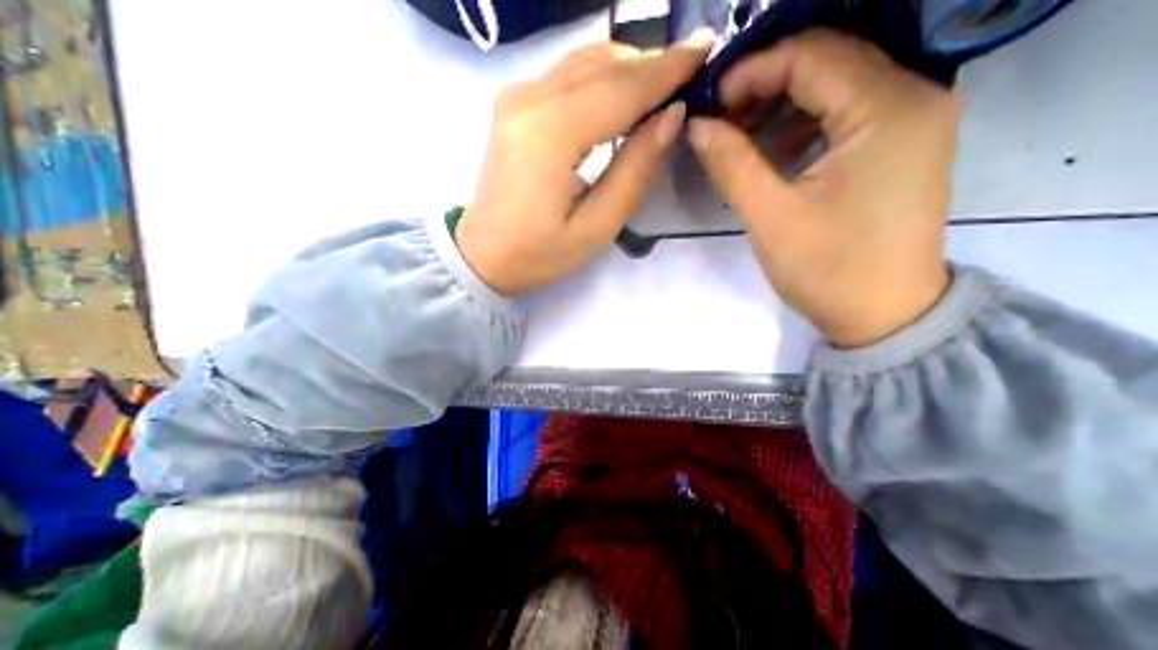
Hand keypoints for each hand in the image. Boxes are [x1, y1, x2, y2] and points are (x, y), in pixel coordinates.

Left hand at [460, 36, 715, 297]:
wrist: (483, 255)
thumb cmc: (538, 254)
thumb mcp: (595, 227)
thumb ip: (634, 170)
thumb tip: (670, 117)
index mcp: (550, 134)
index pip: (621, 88)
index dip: (667, 69)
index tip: (708, 51)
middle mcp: (529, 100)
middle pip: (604, 65)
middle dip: (652, 64)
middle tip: (693, 68)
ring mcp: (516, 98)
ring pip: (586, 62)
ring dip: (629, 68)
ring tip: (666, 82)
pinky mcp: (514, 105)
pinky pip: (568, 75)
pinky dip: (603, 77)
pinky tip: (624, 94)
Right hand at [687, 27, 958, 348]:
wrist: (883, 315)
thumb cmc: (828, 270)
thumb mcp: (771, 217)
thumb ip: (731, 164)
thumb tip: (697, 126)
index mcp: (886, 110)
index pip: (810, 56)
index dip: (751, 72)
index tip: (709, 104)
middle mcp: (913, 96)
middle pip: (827, 61)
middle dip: (764, 84)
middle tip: (718, 119)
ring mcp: (912, 119)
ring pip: (836, 84)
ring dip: (780, 104)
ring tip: (738, 136)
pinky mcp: (900, 144)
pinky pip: (846, 112)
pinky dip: (802, 123)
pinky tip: (772, 151)